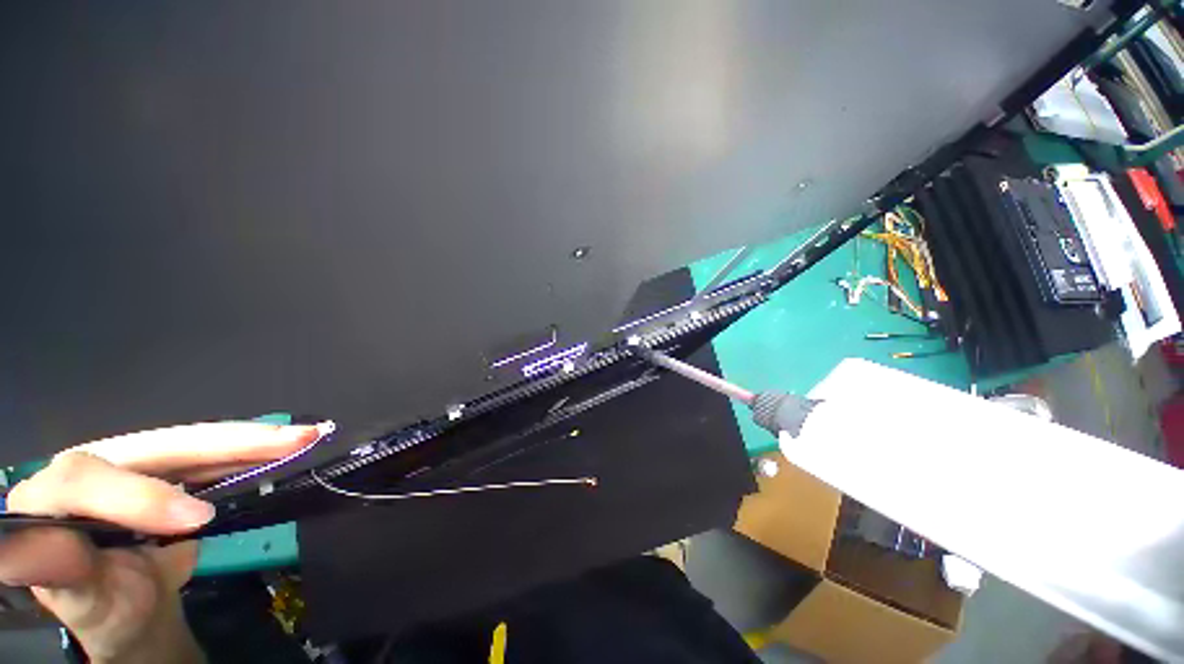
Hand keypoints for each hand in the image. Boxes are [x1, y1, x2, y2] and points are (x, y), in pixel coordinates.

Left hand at [0, 422, 320, 663]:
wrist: (132, 604)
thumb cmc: (101, 607)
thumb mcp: (81, 603)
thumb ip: (58, 573)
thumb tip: (42, 547)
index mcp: (51, 497)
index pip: (82, 479)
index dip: (136, 496)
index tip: (195, 522)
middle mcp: (93, 466)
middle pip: (155, 444)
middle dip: (225, 443)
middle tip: (289, 441)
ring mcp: (135, 464)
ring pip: (194, 443)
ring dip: (252, 440)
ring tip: (303, 435)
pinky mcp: (171, 468)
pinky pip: (213, 455)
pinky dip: (253, 451)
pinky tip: (285, 443)